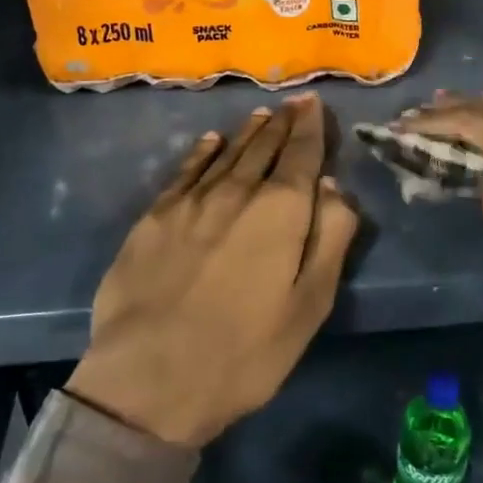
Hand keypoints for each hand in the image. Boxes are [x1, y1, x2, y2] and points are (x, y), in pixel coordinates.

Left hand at [67, 95, 359, 446]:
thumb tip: (333, 185)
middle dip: (282, 124)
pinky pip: (185, 172)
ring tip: (261, 115)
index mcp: (279, 211)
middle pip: (263, 147)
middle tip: (292, 104)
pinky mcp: (153, 219)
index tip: (313, 103)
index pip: (301, 155)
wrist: (149, 379)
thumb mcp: (310, 305)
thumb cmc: (245, 351)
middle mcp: (235, 192)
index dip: (310, 127)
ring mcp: (189, 202)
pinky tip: (210, 142)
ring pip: (226, 154)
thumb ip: (329, 238)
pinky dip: (202, 153)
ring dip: (247, 133)